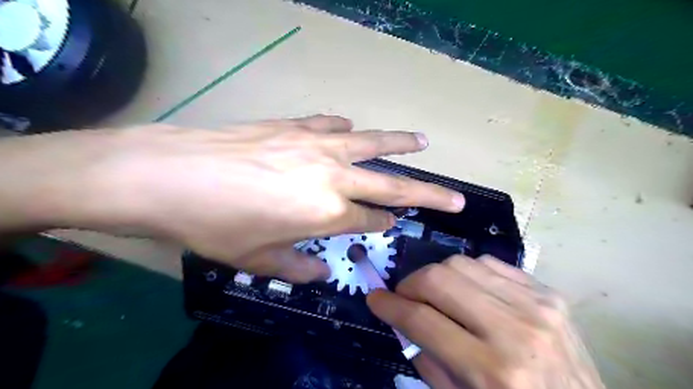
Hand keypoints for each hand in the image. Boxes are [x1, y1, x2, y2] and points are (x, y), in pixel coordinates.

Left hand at [1, 115, 464, 282]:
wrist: (168, 175)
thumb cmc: (212, 224)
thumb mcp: (256, 259)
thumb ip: (295, 265)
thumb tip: (316, 270)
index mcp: (327, 212)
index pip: (371, 218)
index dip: (385, 223)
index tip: (396, 223)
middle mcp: (332, 175)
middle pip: (392, 183)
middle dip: (428, 193)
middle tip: (456, 197)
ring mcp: (315, 144)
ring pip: (371, 142)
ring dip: (400, 143)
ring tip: (423, 142)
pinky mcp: (294, 125)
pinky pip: (332, 124)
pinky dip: (346, 128)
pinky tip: (351, 128)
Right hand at [367, 255, 601, 388]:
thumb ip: (427, 357)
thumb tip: (402, 317)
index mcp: (492, 370)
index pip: (422, 320)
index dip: (390, 305)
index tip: (375, 298)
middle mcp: (514, 330)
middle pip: (439, 278)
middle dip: (411, 284)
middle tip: (405, 297)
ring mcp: (536, 304)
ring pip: (461, 263)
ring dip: (438, 276)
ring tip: (437, 295)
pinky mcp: (548, 291)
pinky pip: (489, 263)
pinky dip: (468, 273)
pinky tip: (469, 291)